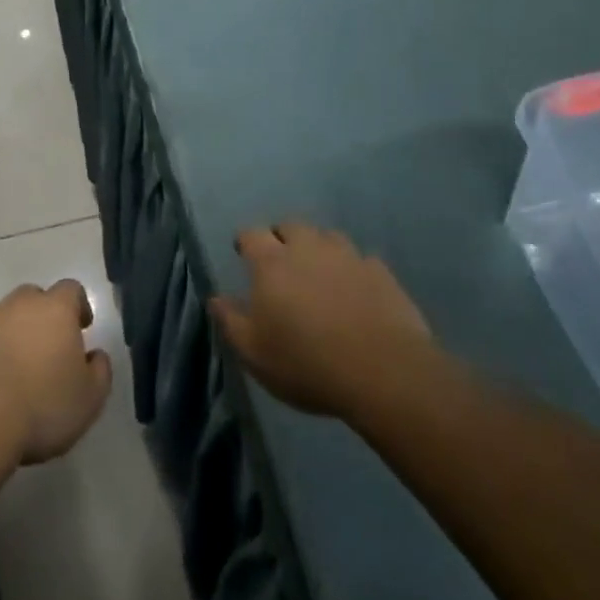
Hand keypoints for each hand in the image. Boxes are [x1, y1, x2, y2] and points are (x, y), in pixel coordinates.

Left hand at [0, 280, 113, 464]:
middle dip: (40, 318)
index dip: (78, 306)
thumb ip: (100, 371)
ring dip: (7, 335)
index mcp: (54, 310)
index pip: (71, 290)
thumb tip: (96, 355)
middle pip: (32, 299)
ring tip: (10, 372)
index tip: (81, 328)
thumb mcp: (90, 400)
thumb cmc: (41, 408)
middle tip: (45, 351)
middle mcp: (15, 305)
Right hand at [210, 222, 435, 417]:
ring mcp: (348, 256)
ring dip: (319, 248)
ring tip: (319, 271)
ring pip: (328, 237)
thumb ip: (231, 322)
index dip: (245, 241)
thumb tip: (215, 299)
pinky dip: (353, 268)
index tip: (242, 253)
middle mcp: (308, 248)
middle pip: (291, 226)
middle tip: (280, 259)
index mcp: (272, 263)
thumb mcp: (255, 354)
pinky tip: (355, 288)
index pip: (251, 234)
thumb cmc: (307, 364)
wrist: (384, 373)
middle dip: (281, 237)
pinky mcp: (381, 272)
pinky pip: (361, 259)